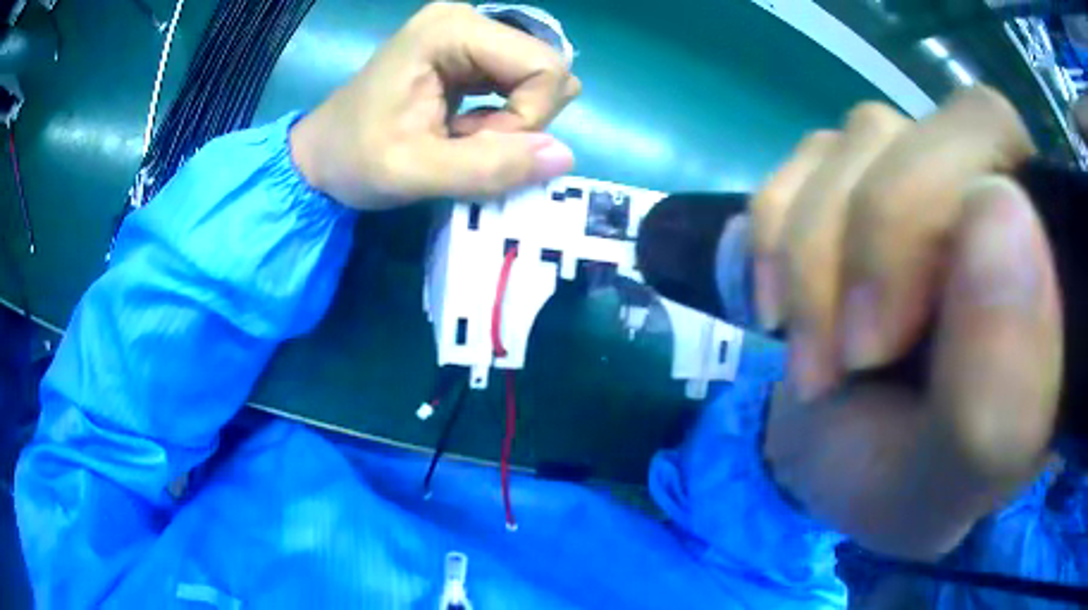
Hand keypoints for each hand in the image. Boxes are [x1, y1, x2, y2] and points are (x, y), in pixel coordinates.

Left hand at [289, 2, 580, 208]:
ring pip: (538, 78)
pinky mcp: (469, 51)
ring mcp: (469, 32)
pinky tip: (464, 129)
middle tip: (466, 143)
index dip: (528, 119)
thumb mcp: (415, 172)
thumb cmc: (354, 159)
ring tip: (459, 137)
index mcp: (453, 30)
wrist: (319, 157)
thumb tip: (565, 156)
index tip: (477, 146)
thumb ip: (488, 167)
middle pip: (546, 68)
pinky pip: (519, 83)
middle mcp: (468, 19)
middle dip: (521, 120)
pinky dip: (503, 117)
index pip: (544, 67)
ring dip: (513, 122)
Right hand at [753, 88, 1062, 558]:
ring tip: (815, 357)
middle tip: (849, 355)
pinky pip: (800, 160)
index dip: (934, 208)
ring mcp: (918, 176)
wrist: (838, 464)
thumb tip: (999, 209)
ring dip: (812, 255)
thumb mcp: (948, 483)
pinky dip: (775, 235)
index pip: (998, 141)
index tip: (886, 340)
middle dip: (869, 239)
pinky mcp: (853, 181)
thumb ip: (1000, 395)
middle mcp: (987, 191)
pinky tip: (778, 306)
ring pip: (858, 141)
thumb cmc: (904, 483)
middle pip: (923, 129)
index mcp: (1042, 265)